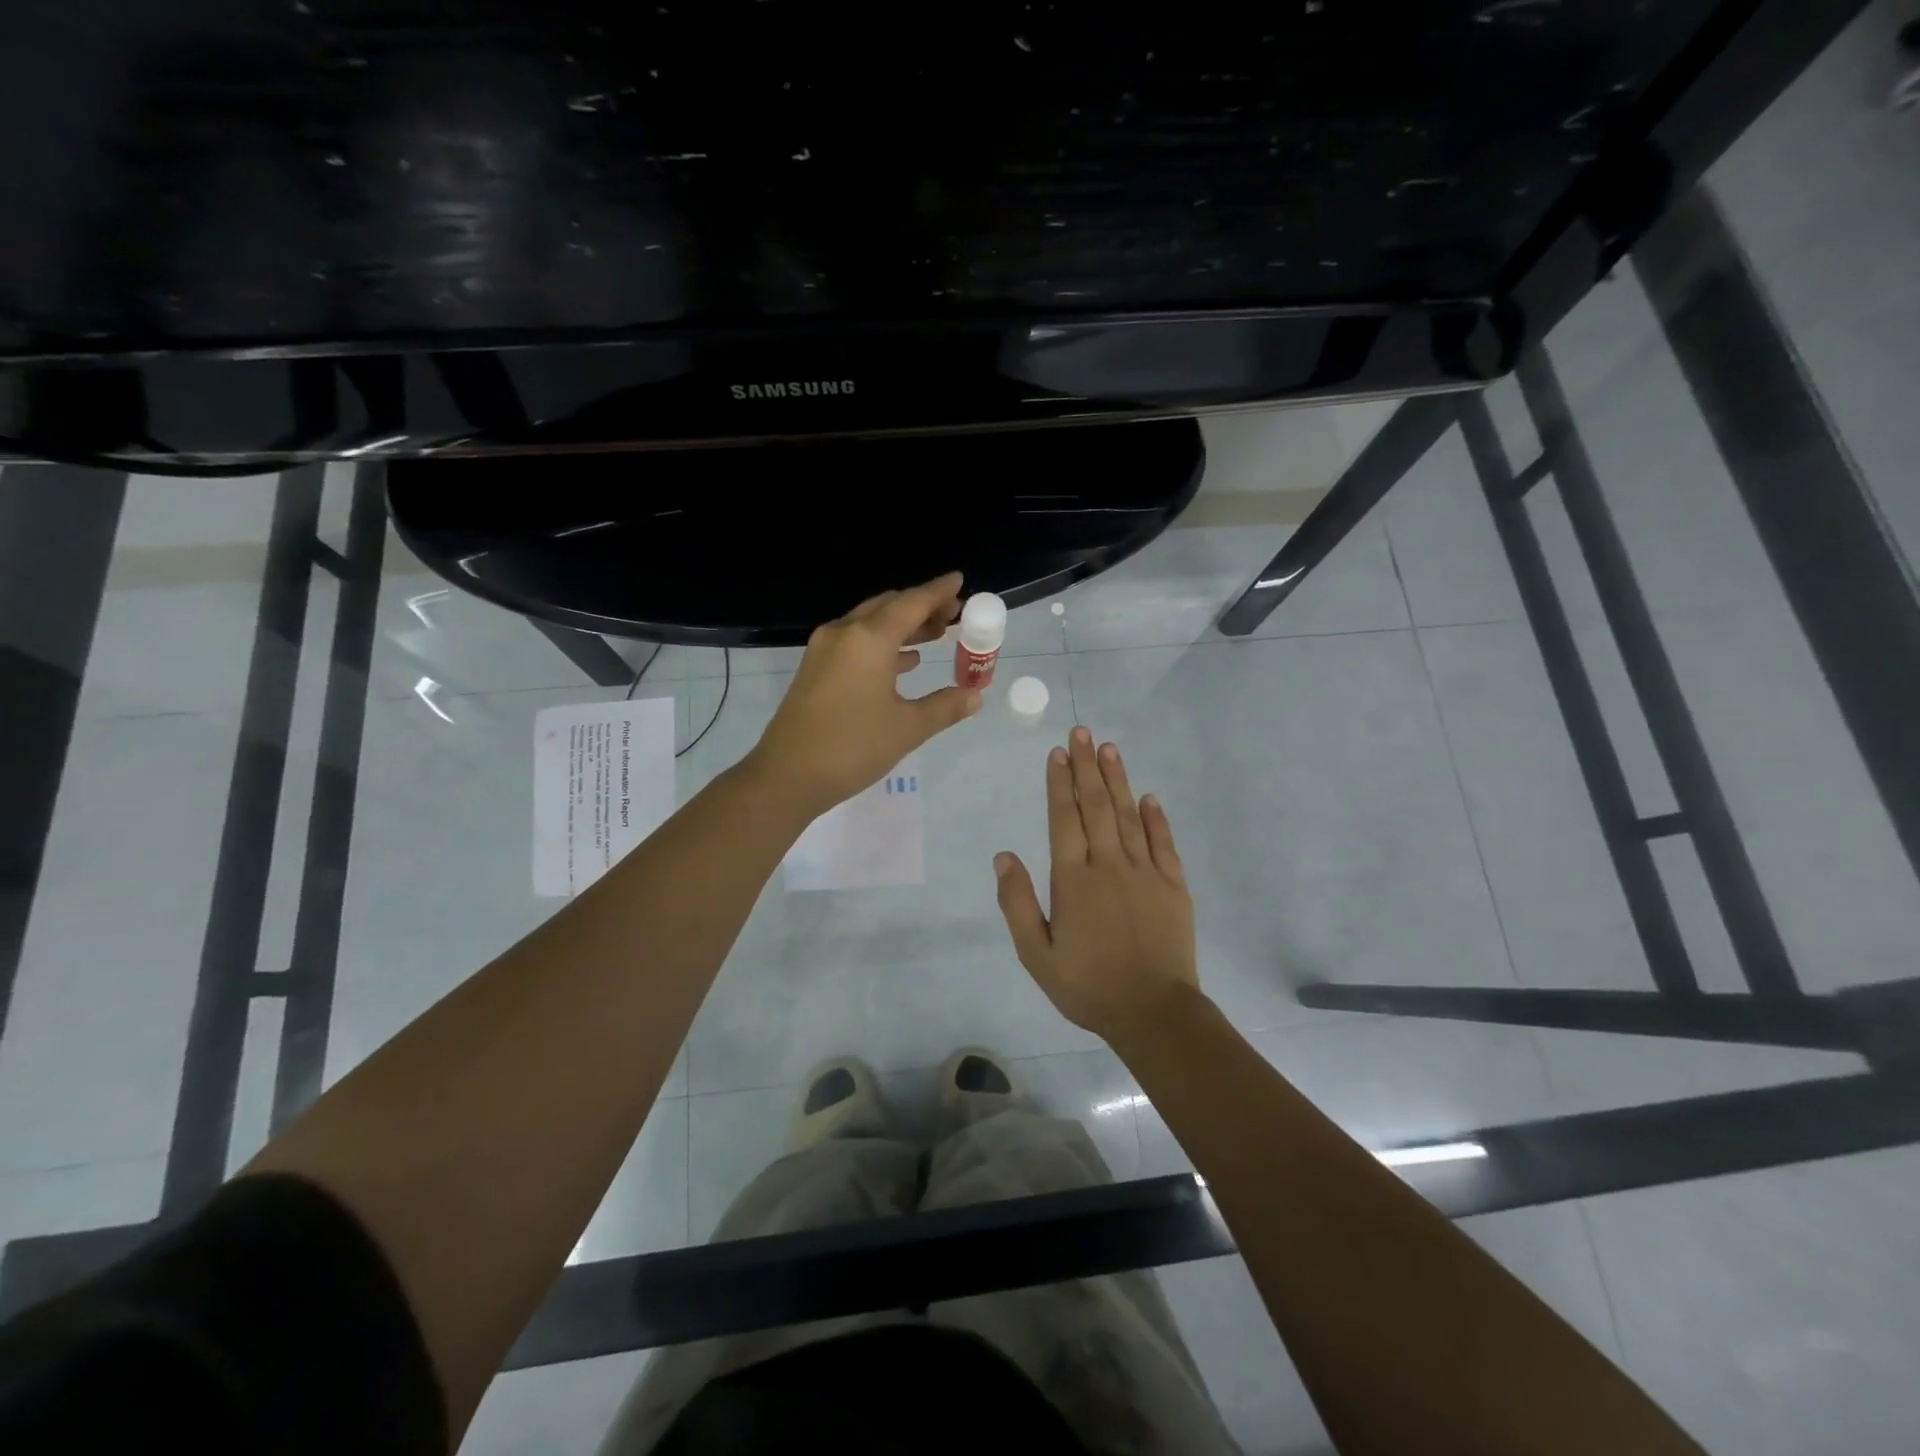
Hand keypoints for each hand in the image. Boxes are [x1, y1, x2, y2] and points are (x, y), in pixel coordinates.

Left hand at [749, 572, 981, 815]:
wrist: (787, 775)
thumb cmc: (852, 747)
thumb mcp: (907, 728)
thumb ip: (945, 707)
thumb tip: (975, 695)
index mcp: (870, 639)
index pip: (912, 602)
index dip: (939, 591)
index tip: (959, 580)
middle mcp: (845, 633)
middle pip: (889, 606)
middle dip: (922, 607)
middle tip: (953, 615)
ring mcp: (824, 650)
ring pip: (870, 623)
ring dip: (903, 626)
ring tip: (935, 635)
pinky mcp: (815, 669)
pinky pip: (855, 642)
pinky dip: (882, 644)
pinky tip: (903, 662)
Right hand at [994, 728, 1202, 1043]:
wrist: (1153, 1012)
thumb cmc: (1087, 985)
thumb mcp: (1036, 954)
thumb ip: (1017, 903)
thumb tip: (1004, 856)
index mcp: (1073, 879)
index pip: (1063, 818)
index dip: (1059, 783)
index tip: (1057, 753)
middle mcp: (1108, 865)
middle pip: (1096, 806)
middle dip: (1086, 766)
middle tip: (1082, 732)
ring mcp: (1145, 872)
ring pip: (1128, 815)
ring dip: (1117, 780)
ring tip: (1109, 749)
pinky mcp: (1174, 886)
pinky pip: (1163, 843)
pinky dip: (1156, 817)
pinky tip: (1148, 796)